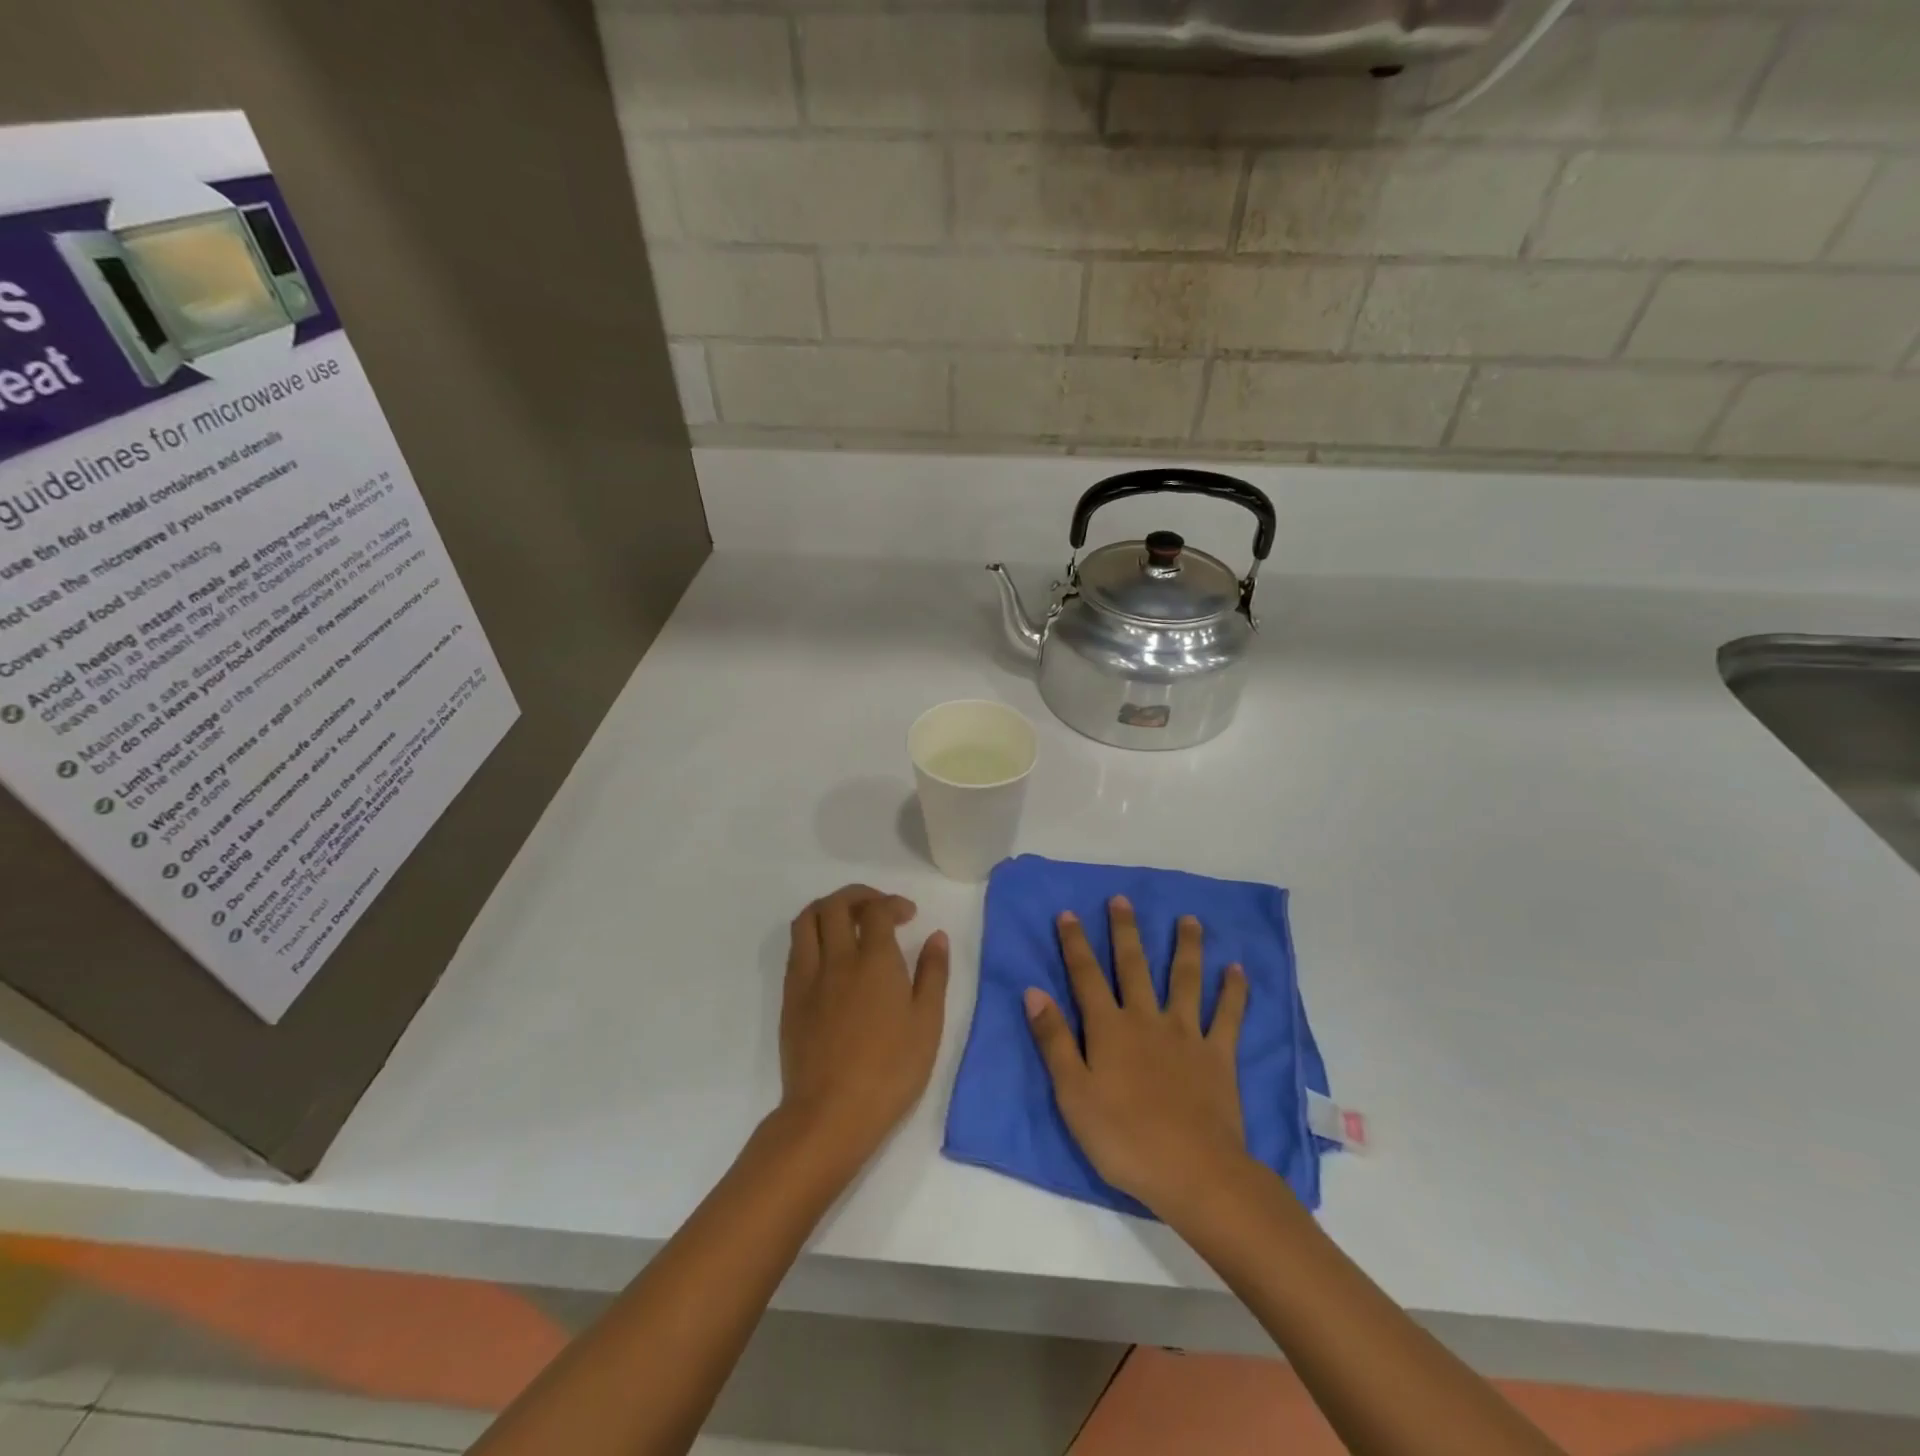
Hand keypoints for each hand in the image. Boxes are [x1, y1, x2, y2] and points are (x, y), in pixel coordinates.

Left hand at [777, 884, 949, 1174]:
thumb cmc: (890, 1070)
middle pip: (836, 905)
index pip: (877, 911)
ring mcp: (808, 977)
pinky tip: (829, 954)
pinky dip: (813, 935)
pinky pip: (796, 949)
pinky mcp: (790, 998)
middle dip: (859, 896)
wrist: (830, 1113)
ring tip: (848, 920)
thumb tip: (936, 936)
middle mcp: (837, 958)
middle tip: (878, 908)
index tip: (908, 915)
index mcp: (875, 960)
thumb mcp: (928, 1024)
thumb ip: (933, 974)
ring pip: (807, 920)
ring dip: (829, 908)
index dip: (893, 904)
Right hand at [1025, 897, 1250, 1213]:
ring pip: (1184, 980)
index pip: (1086, 976)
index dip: (1075, 944)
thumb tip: (1034, 992)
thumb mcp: (1073, 1094)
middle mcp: (1146, 1019)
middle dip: (1125, 931)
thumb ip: (1053, 1040)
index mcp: (1108, 1029)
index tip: (1069, 913)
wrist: (1193, 1172)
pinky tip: (1236, 969)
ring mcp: (1185, 1034)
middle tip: (1122, 899)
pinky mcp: (1218, 1055)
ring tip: (1189, 919)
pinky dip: (1232, 992)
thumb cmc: (1123, 1138)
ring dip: (1186, 947)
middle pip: (1134, 966)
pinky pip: (1227, 1016)